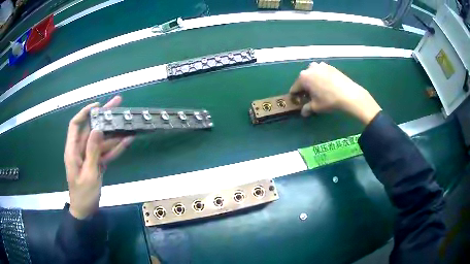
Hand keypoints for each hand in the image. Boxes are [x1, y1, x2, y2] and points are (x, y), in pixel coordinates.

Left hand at [64, 96, 133, 218]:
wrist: (86, 211)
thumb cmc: (83, 194)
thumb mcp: (88, 174)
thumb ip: (92, 152)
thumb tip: (97, 129)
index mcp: (73, 150)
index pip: (76, 125)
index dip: (85, 113)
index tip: (98, 105)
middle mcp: (81, 150)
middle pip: (92, 129)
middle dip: (104, 116)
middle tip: (118, 103)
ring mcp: (90, 156)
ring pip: (102, 140)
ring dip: (114, 132)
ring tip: (127, 121)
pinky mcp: (97, 163)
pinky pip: (106, 152)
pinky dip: (116, 148)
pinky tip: (127, 140)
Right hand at [290, 62, 381, 124]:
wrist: (349, 94)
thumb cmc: (329, 100)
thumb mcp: (316, 107)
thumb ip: (307, 108)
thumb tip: (303, 112)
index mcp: (303, 77)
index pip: (294, 88)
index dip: (295, 96)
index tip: (298, 102)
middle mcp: (310, 68)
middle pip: (303, 80)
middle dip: (305, 88)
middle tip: (310, 97)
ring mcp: (320, 65)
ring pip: (313, 75)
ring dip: (313, 81)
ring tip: (320, 90)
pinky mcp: (330, 66)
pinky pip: (322, 72)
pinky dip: (322, 78)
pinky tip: (328, 86)